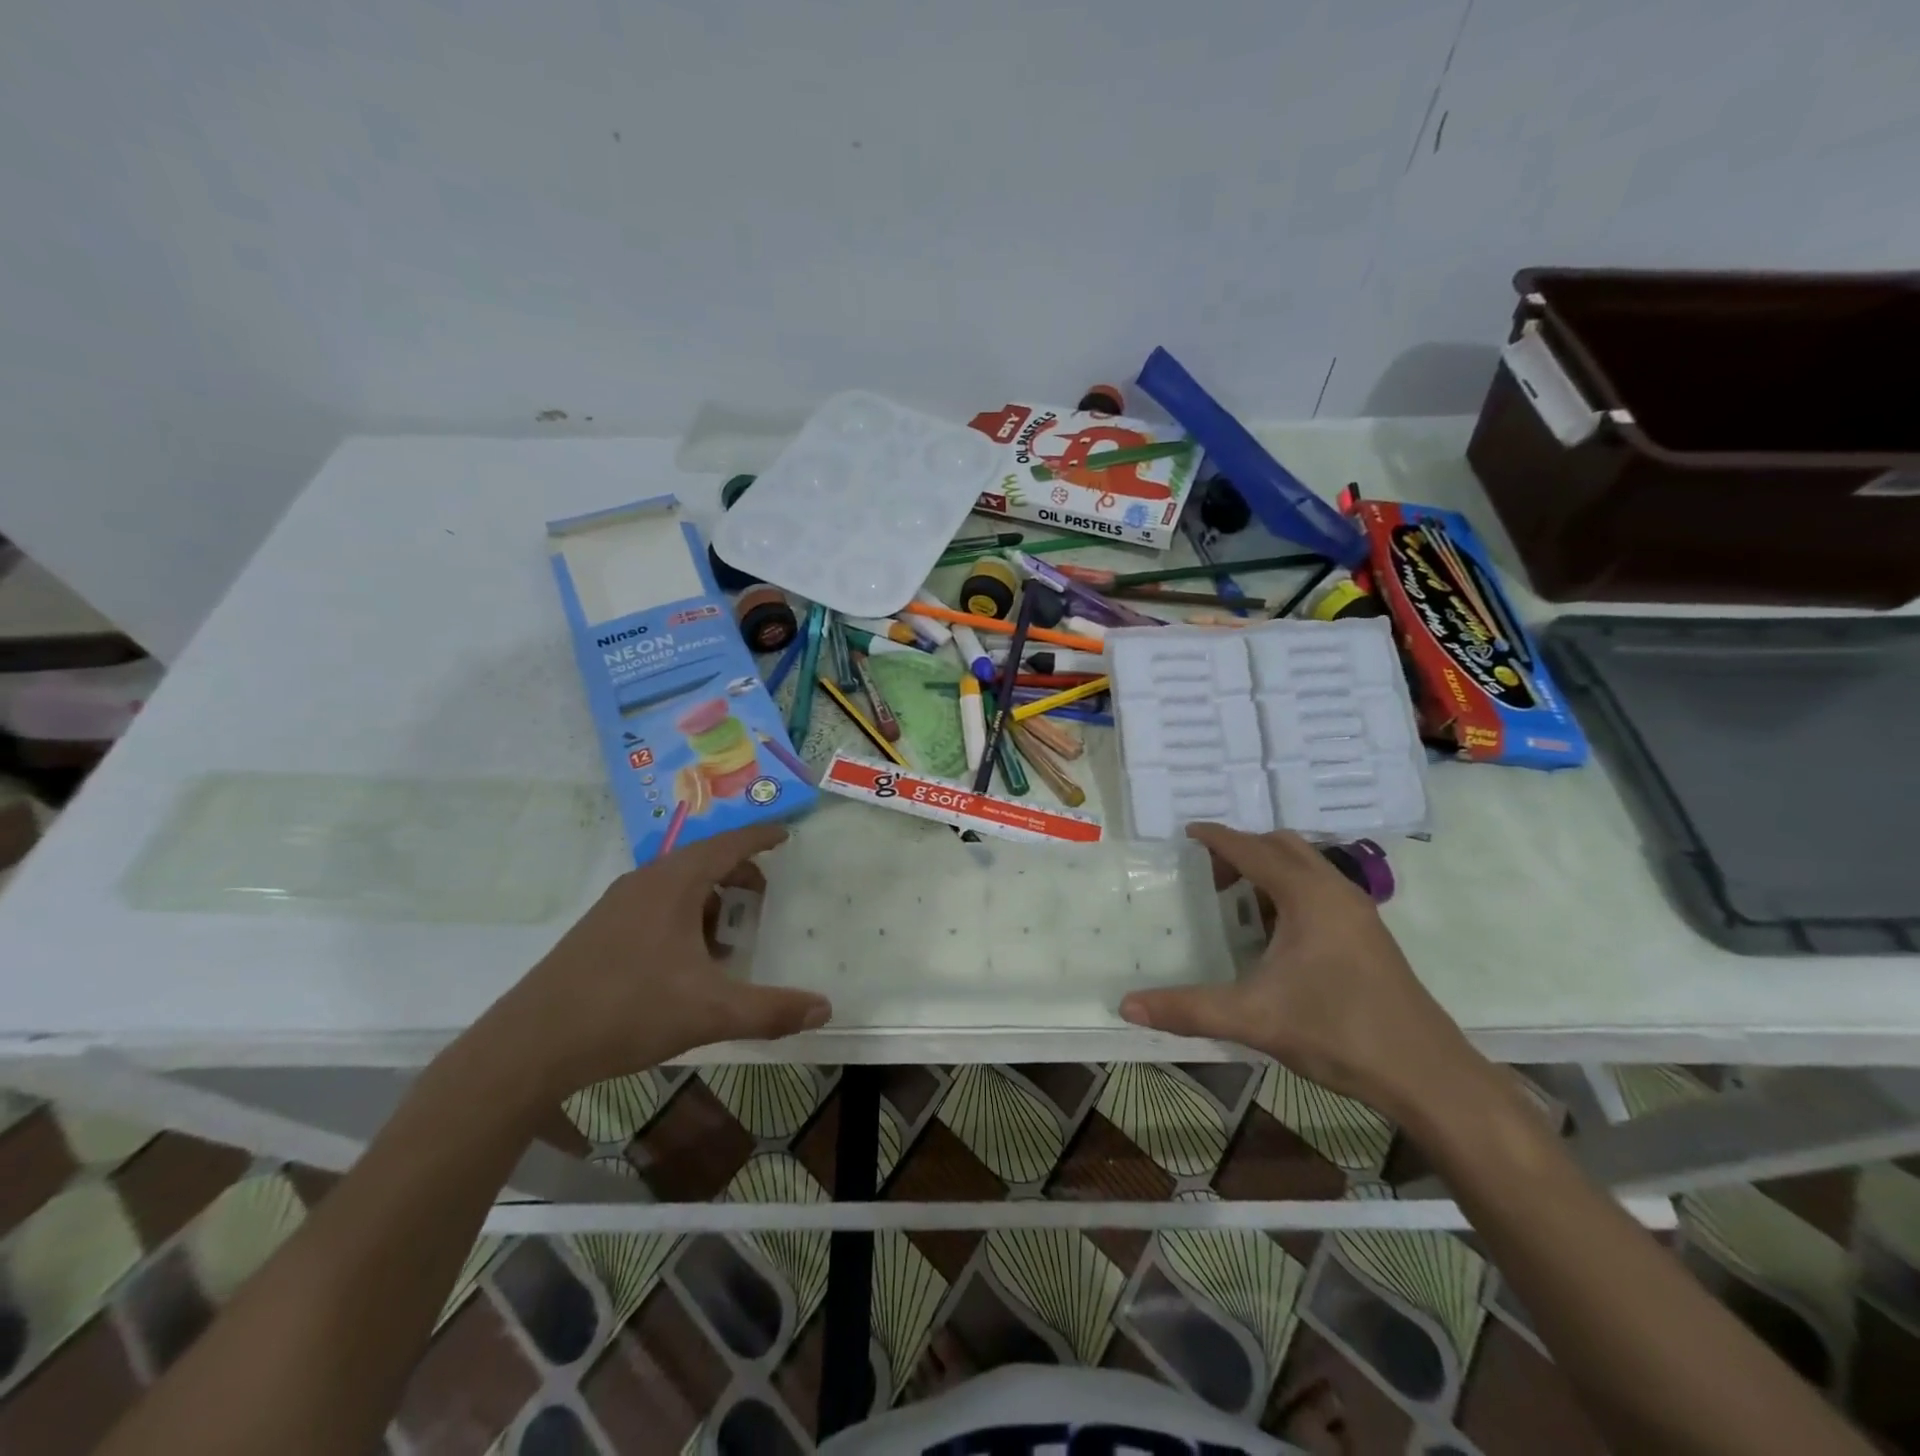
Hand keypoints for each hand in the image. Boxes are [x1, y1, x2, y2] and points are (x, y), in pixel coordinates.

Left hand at [482, 824, 829, 1100]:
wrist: (531, 1044)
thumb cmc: (628, 1010)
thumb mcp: (711, 1012)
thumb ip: (771, 1009)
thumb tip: (825, 1008)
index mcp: (674, 884)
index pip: (728, 844)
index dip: (760, 838)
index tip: (786, 833)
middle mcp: (645, 883)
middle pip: (703, 861)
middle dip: (738, 873)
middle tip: (764, 896)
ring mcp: (616, 906)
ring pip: (676, 886)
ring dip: (709, 900)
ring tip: (729, 936)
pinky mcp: (599, 931)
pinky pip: (655, 906)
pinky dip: (684, 917)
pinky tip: (687, 961)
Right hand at [1119, 823, 1478, 1120]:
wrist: (1427, 1075)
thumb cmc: (1338, 1031)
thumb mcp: (1254, 1018)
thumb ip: (1188, 1009)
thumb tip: (1127, 1006)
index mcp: (1307, 895)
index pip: (1251, 848)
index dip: (1216, 838)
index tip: (1186, 833)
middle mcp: (1335, 890)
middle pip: (1282, 846)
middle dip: (1243, 850)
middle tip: (1209, 875)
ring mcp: (1357, 912)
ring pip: (1306, 867)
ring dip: (1269, 870)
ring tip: (1237, 901)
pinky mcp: (1368, 934)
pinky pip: (1320, 890)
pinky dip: (1289, 891)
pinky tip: (1274, 934)